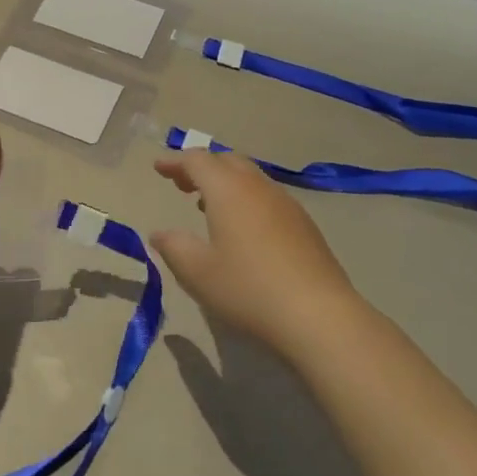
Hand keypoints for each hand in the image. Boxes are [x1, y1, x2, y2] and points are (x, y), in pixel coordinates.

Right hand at [151, 150, 364, 355]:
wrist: (318, 315)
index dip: (175, 160)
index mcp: (228, 190)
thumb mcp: (197, 272)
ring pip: (250, 177)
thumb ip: (174, 247)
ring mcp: (286, 203)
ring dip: (225, 182)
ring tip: (206, 204)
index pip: (197, 160)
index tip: (158, 167)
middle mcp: (258, 187)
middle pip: (227, 161)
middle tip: (181, 183)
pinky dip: (246, 198)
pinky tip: (242, 227)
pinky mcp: (304, 224)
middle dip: (201, 167)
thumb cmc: (248, 289)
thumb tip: (159, 233)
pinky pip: (267, 196)